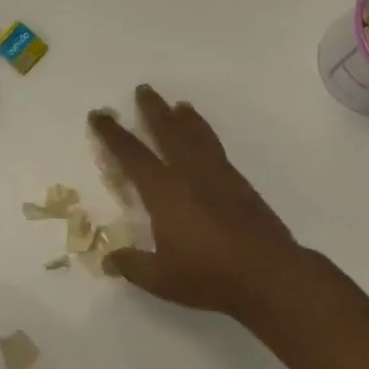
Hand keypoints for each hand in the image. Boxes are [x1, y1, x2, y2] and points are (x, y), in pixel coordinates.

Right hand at [90, 85, 304, 319]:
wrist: (268, 274)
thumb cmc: (208, 275)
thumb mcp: (160, 279)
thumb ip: (132, 265)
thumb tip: (110, 258)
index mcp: (164, 191)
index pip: (131, 155)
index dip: (112, 134)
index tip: (100, 115)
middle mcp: (190, 174)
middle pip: (168, 131)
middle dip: (153, 110)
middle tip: (144, 90)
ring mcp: (219, 176)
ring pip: (197, 136)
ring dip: (185, 118)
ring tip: (179, 105)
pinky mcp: (241, 185)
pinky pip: (216, 149)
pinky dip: (206, 136)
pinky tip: (206, 141)